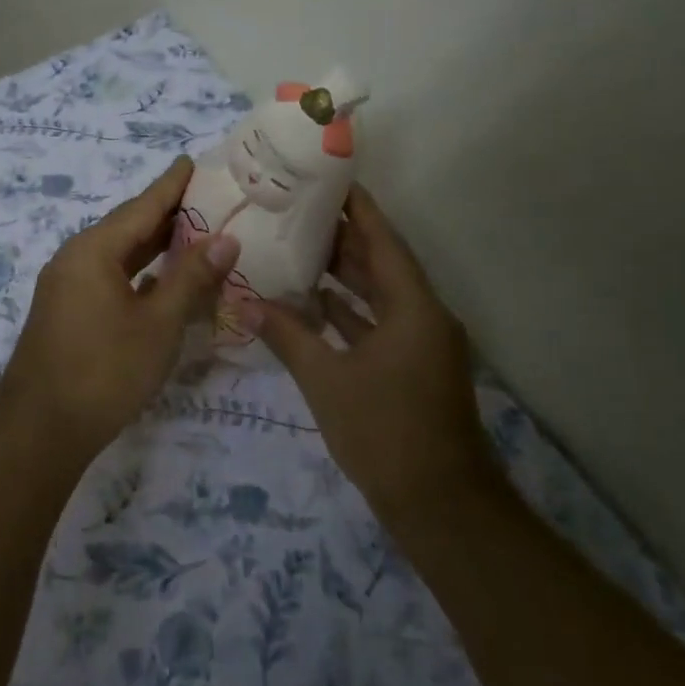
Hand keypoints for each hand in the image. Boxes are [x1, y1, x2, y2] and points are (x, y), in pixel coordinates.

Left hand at [0, 156, 238, 456]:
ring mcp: (67, 286)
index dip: (171, 184)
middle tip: (206, 196)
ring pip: (118, 254)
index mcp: (94, 250)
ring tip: (193, 232)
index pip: (141, 206)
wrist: (39, 430)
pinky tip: (162, 280)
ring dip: (154, 245)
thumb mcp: (158, 324)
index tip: (192, 160)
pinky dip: (138, 272)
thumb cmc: (104, 371)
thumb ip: (191, 278)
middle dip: (166, 213)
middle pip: (128, 227)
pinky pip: (108, 277)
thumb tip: (225, 239)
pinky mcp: (67, 312)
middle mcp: (75, 258)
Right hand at [244, 184, 496, 517]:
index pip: (384, 240)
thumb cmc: (384, 432)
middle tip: (299, 210)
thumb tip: (244, 303)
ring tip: (299, 247)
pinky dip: (350, 312)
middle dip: (344, 237)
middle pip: (383, 263)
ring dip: (346, 275)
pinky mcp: (414, 368)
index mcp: (413, 308)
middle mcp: (424, 316)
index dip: (358, 208)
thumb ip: (287, 336)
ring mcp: (421, 344)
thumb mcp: (327, 380)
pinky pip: (380, 324)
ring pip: (381, 295)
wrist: (440, 506)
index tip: (330, 179)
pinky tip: (315, 303)